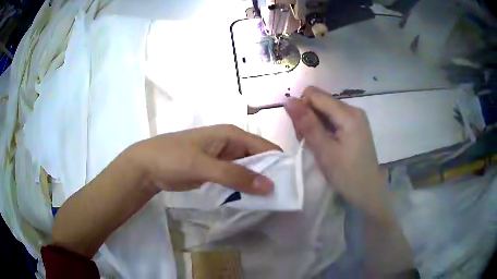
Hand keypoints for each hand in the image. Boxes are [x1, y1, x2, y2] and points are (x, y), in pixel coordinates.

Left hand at [127, 124, 280, 194]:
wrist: (146, 167)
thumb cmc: (173, 159)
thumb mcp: (204, 166)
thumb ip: (236, 175)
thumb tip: (269, 185)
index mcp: (231, 134)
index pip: (265, 147)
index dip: (279, 163)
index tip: (291, 184)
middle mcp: (230, 144)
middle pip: (258, 158)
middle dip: (269, 175)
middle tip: (282, 197)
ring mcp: (222, 158)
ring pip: (247, 169)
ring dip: (256, 183)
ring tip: (271, 201)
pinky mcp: (215, 170)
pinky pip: (236, 177)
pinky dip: (243, 187)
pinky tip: (251, 199)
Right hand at [285, 87, 387, 216]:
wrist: (368, 193)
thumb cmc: (347, 175)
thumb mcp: (324, 151)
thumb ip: (307, 124)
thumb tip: (288, 100)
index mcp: (348, 113)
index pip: (314, 95)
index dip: (302, 109)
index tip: (301, 131)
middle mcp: (353, 109)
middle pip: (320, 101)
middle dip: (308, 117)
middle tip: (308, 142)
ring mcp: (355, 118)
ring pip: (324, 110)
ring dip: (314, 125)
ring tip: (316, 146)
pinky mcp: (354, 126)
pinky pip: (332, 119)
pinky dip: (323, 129)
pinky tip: (324, 144)